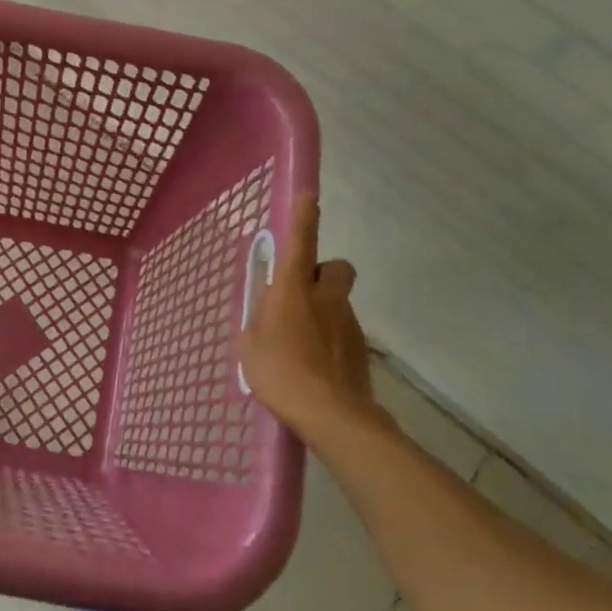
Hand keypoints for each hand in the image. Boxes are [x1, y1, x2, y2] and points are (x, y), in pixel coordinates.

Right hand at [240, 195, 388, 444]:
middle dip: (323, 273)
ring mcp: (347, 322)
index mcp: (294, 288)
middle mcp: (326, 297)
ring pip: (339, 302)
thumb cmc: (279, 371)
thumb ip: (260, 321)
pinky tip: (316, 366)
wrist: (330, 413)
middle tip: (302, 293)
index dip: (304, 216)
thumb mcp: (251, 344)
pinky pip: (343, 332)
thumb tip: (268, 314)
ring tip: (301, 343)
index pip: (301, 241)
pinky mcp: (360, 349)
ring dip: (324, 310)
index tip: (309, 196)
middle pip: (335, 267)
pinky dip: (331, 340)